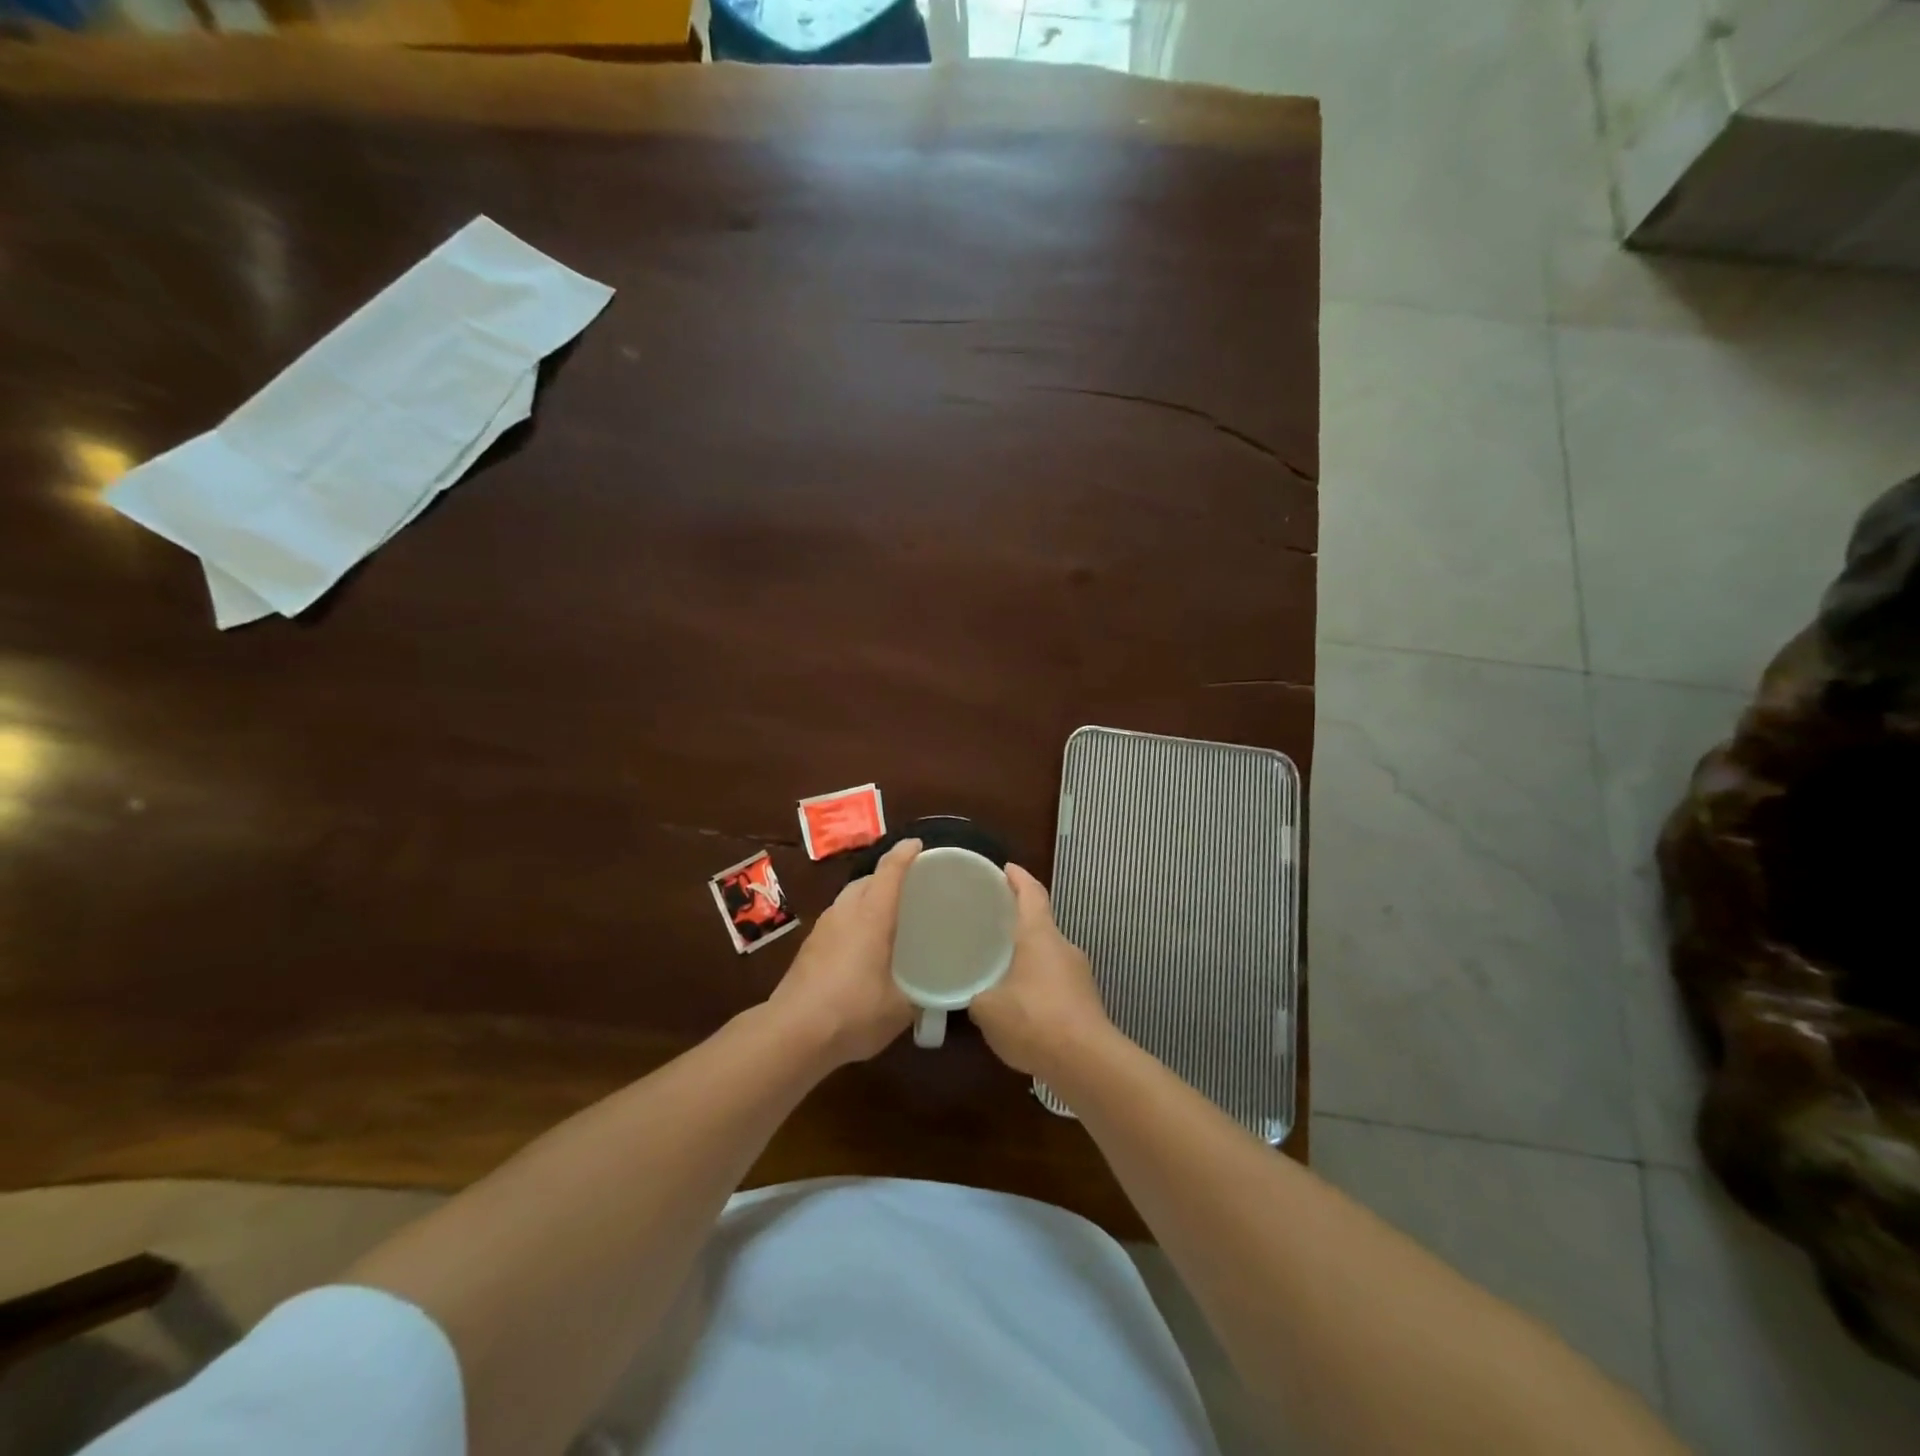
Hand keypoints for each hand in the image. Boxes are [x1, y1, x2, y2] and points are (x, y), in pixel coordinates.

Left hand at [767, 838, 920, 1066]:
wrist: (792, 1033)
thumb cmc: (853, 1012)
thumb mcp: (899, 1009)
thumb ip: (919, 996)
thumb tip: (932, 995)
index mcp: (872, 917)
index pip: (890, 872)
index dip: (905, 854)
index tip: (918, 844)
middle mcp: (845, 913)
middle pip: (866, 880)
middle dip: (886, 876)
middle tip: (909, 888)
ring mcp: (822, 929)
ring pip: (848, 899)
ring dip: (867, 898)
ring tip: (886, 916)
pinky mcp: (808, 948)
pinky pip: (837, 920)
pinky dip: (853, 920)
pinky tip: (861, 946)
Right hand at [968, 863, 1113, 1076]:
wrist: (1086, 1062)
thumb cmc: (1033, 1019)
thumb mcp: (987, 1008)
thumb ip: (975, 995)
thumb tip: (972, 994)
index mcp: (1040, 935)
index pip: (1031, 893)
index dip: (1018, 877)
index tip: (1005, 868)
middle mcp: (1063, 946)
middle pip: (1041, 923)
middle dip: (1018, 921)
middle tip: (990, 922)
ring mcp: (1079, 974)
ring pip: (1048, 955)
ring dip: (1028, 956)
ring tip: (1000, 966)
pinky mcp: (1086, 1001)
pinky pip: (1056, 981)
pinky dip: (1037, 983)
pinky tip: (1020, 1004)